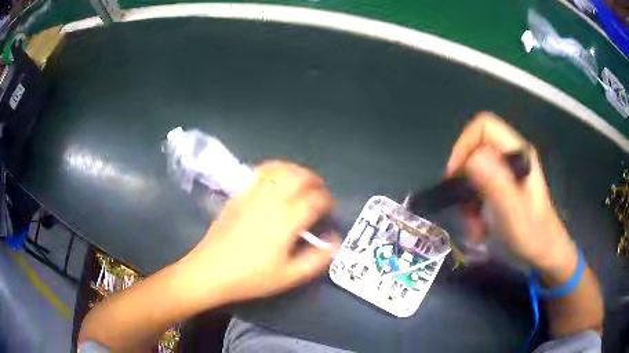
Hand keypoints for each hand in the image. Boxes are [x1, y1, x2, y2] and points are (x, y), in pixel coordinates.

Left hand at [178, 161, 340, 305]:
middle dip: (316, 182)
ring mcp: (253, 194)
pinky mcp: (239, 194)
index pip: (316, 200)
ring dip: (297, 172)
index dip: (328, 202)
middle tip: (320, 194)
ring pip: (281, 170)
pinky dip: (276, 169)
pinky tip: (278, 178)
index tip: (330, 210)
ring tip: (303, 182)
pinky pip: (261, 172)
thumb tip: (335, 242)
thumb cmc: (251, 277)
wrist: (210, 270)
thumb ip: (317, 259)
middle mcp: (272, 200)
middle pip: (301, 177)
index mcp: (287, 220)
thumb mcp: (289, 276)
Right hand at [445, 112, 574, 270]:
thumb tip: (470, 159)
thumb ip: (496, 183)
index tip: (455, 175)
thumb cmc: (533, 233)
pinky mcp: (503, 186)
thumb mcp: (513, 210)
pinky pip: (479, 189)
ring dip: (468, 200)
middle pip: (476, 150)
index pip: (484, 127)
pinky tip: (478, 228)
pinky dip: (473, 208)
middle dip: (465, 180)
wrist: (545, 251)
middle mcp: (512, 156)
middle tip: (462, 207)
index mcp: (518, 152)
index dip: (465, 144)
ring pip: (475, 173)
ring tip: (473, 227)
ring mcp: (507, 172)